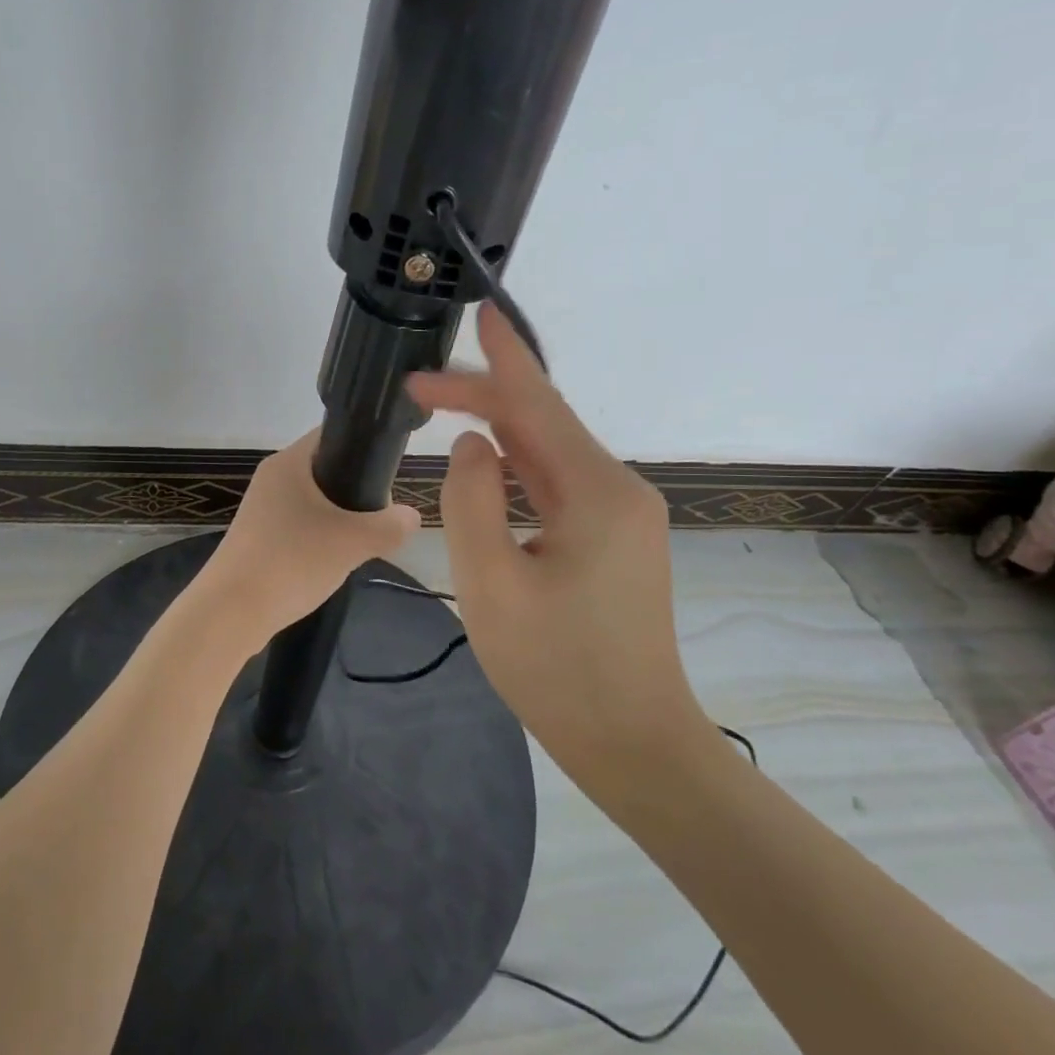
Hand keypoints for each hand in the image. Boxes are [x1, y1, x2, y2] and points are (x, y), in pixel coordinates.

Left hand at [201, 428, 421, 641]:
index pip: (333, 435)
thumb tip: (412, 517)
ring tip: (359, 543)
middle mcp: (271, 478)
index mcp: (289, 462)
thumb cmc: (292, 562)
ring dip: (339, 520)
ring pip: (314, 503)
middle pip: (326, 470)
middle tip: (379, 518)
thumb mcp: (353, 542)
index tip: (389, 473)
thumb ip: (390, 526)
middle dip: (356, 492)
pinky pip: (298, 527)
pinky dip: (318, 539)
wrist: (231, 612)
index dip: (364, 447)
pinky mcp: (257, 537)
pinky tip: (331, 562)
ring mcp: (261, 509)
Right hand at [406, 304, 702, 766]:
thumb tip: (473, 446)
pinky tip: (489, 465)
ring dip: (498, 434)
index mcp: (597, 493)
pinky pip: (559, 485)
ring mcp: (623, 515)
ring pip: (550, 455)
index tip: (478, 312)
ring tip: (445, 413)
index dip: (502, 360)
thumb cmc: (557, 671)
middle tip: (420, 390)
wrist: (634, 742)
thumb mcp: (492, 585)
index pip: (538, 406)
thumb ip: (471, 502)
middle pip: (544, 425)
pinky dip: (518, 468)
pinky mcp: (615, 539)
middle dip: (483, 399)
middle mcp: (620, 490)